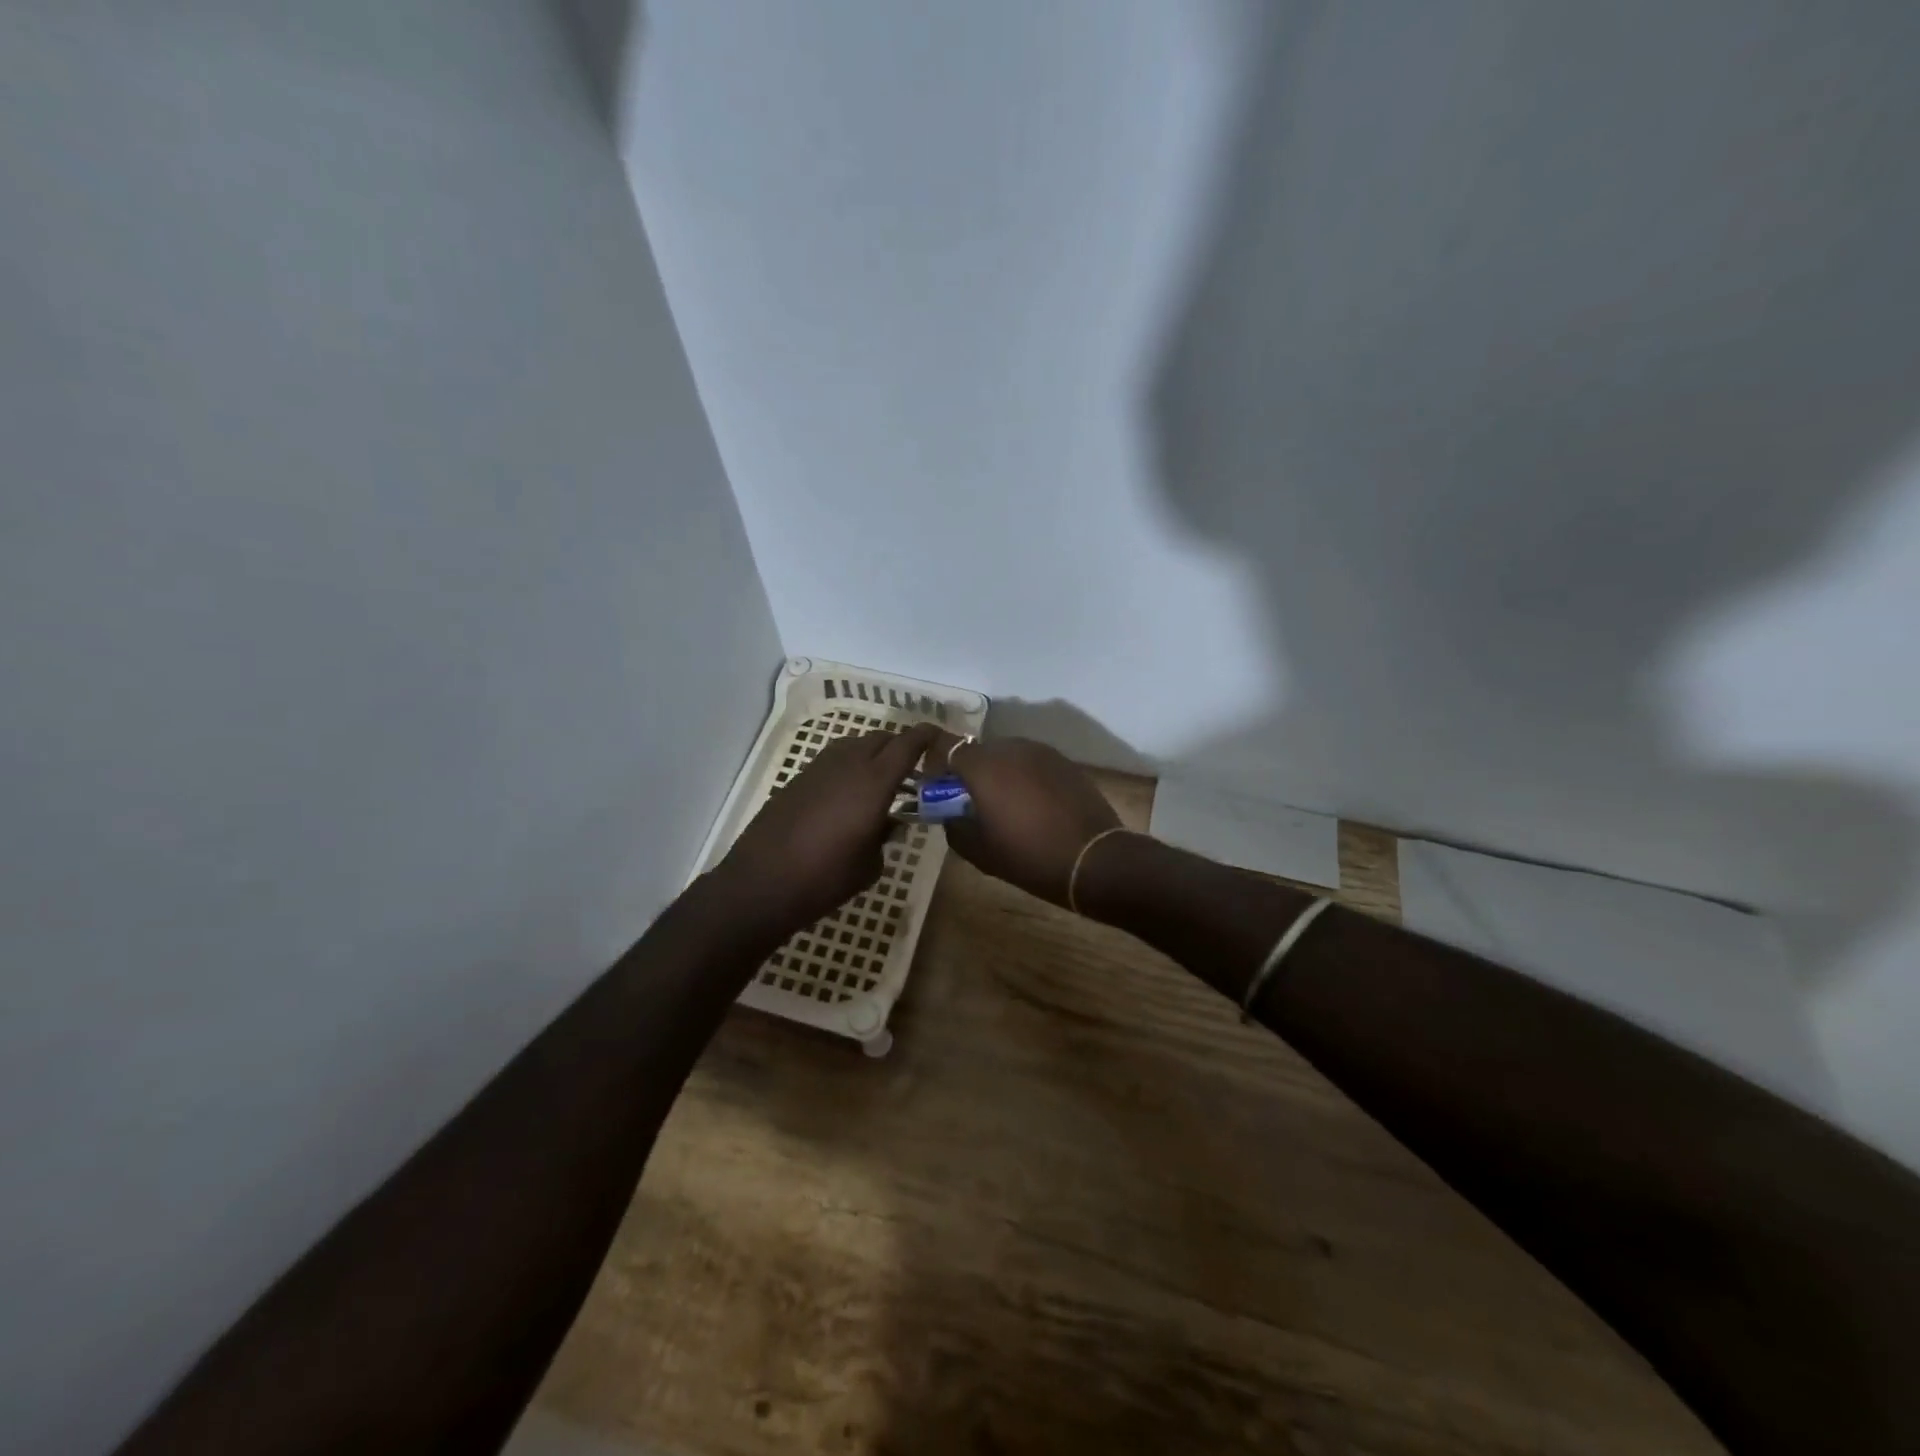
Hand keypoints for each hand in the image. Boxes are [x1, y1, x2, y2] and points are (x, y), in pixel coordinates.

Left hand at [717, 723, 937, 936]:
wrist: (761, 883)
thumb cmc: (825, 878)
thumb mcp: (870, 864)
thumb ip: (885, 835)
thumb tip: (886, 823)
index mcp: (874, 782)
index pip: (907, 744)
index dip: (926, 736)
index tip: (939, 735)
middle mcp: (849, 764)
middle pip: (881, 738)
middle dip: (900, 746)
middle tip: (913, 767)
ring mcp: (819, 768)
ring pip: (855, 745)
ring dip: (873, 754)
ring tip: (881, 780)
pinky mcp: (798, 779)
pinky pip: (833, 760)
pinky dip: (849, 766)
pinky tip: (849, 794)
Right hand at [925, 733, 1120, 905]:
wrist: (1093, 860)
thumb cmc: (1028, 856)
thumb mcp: (978, 851)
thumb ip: (953, 826)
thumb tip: (950, 813)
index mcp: (983, 766)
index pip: (945, 747)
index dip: (936, 765)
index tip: (938, 789)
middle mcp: (1010, 748)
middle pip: (977, 752)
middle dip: (968, 773)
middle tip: (971, 804)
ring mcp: (1041, 752)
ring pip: (1006, 756)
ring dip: (998, 774)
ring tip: (1005, 807)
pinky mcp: (1064, 762)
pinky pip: (1032, 764)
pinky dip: (1024, 778)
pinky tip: (1033, 806)